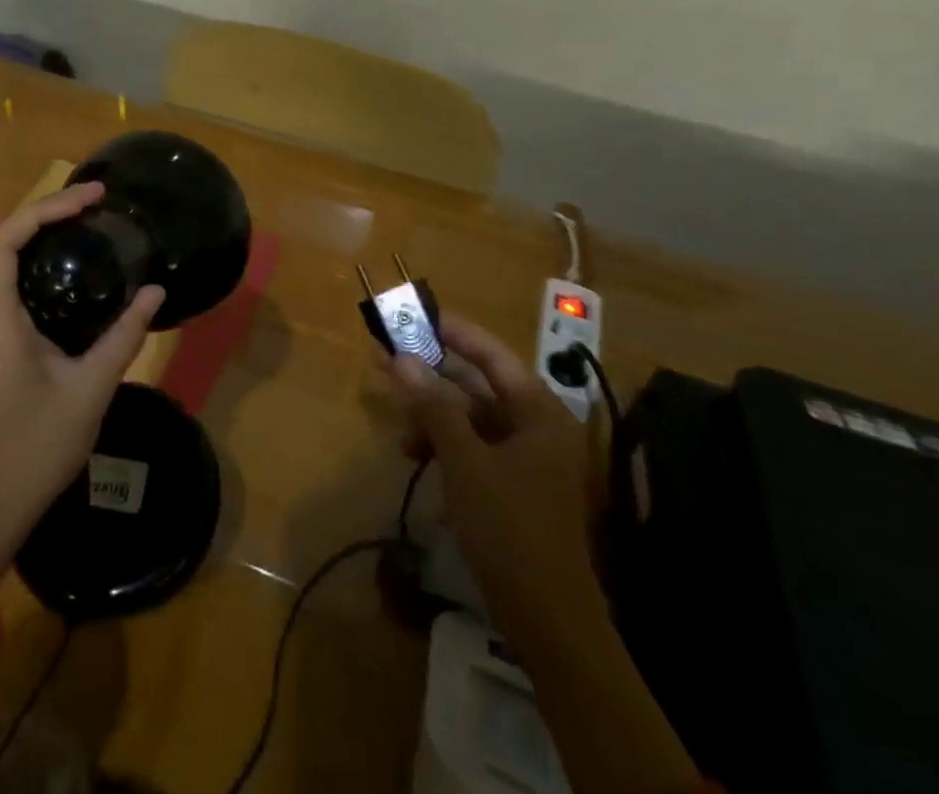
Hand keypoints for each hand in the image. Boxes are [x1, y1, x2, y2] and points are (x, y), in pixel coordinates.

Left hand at [0, 181, 164, 581]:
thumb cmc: (36, 446)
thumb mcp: (89, 389)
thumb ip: (123, 336)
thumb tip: (156, 290)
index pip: (9, 240)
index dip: (47, 209)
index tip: (92, 197)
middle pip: (8, 243)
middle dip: (50, 214)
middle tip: (99, 201)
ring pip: (10, 264)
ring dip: (46, 237)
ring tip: (92, 223)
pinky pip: (17, 288)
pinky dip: (44, 267)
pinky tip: (78, 273)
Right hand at [392, 320, 703, 793]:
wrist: (549, 622)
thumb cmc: (510, 529)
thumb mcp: (465, 462)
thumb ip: (433, 406)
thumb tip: (401, 357)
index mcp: (539, 412)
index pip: (492, 354)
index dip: (454, 332)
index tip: (416, 316)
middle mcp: (537, 426)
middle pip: (479, 385)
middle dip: (433, 377)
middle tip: (389, 362)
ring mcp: (528, 458)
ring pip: (472, 419)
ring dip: (434, 417)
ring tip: (400, 429)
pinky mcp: (515, 485)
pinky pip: (475, 447)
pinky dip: (446, 446)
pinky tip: (417, 455)